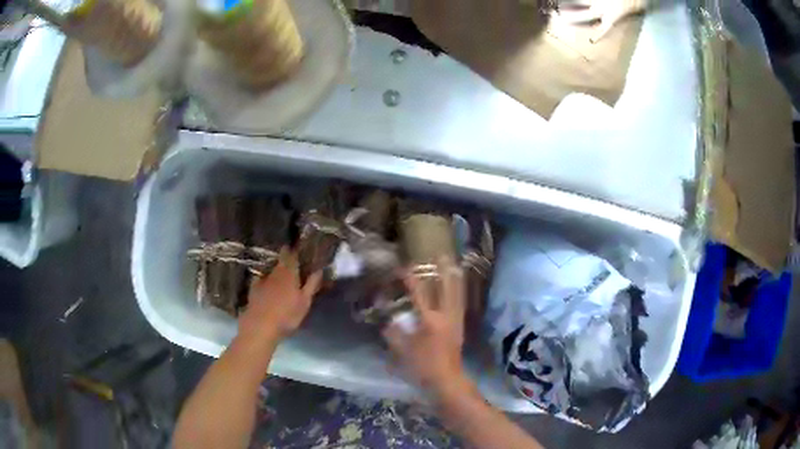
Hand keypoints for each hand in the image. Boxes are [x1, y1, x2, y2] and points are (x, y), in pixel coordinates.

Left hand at [239, 248, 322, 341]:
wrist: (260, 327)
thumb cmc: (287, 316)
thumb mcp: (304, 302)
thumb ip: (312, 284)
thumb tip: (319, 269)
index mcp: (289, 273)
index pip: (291, 254)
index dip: (294, 249)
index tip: (298, 247)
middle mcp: (275, 272)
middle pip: (280, 261)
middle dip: (286, 259)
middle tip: (292, 263)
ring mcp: (262, 280)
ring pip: (271, 270)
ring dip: (276, 270)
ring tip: (281, 275)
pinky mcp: (253, 289)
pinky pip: (260, 279)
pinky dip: (264, 279)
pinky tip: (265, 284)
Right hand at [382, 257, 468, 396]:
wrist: (447, 381)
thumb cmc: (423, 367)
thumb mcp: (402, 351)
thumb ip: (393, 334)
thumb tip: (387, 321)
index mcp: (430, 321)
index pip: (419, 294)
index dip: (411, 279)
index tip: (403, 267)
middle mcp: (446, 317)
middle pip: (447, 288)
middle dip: (443, 271)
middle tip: (441, 255)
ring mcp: (456, 321)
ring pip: (457, 295)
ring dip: (455, 279)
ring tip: (453, 265)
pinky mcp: (460, 328)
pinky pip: (460, 304)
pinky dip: (459, 292)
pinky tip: (457, 289)